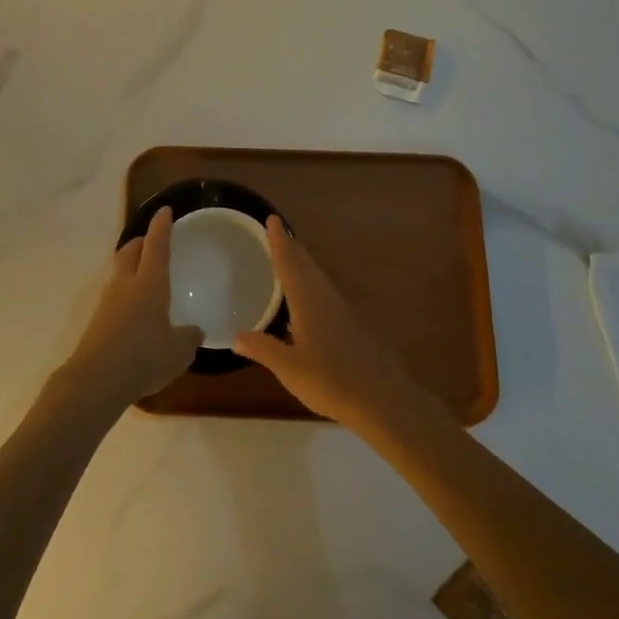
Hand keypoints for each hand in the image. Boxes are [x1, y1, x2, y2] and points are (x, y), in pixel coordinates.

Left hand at [62, 208, 203, 410]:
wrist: (97, 379)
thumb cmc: (144, 356)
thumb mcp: (178, 351)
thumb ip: (188, 338)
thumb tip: (195, 331)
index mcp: (149, 283)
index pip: (156, 245)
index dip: (161, 227)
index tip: (164, 211)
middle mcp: (126, 284)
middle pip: (129, 251)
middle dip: (140, 242)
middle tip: (151, 241)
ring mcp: (107, 301)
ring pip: (119, 271)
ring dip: (130, 265)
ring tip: (143, 274)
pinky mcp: (97, 320)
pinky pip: (114, 294)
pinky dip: (124, 291)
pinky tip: (134, 309)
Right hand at [231, 218, 420, 428]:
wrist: (382, 399)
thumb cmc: (331, 380)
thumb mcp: (290, 368)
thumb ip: (263, 349)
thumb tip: (236, 336)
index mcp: (308, 301)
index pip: (289, 264)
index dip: (279, 242)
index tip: (272, 219)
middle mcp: (325, 298)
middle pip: (306, 265)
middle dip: (291, 247)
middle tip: (277, 231)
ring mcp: (341, 311)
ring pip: (317, 277)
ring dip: (302, 263)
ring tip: (289, 257)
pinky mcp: (351, 325)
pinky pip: (324, 292)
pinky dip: (311, 283)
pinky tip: (307, 298)